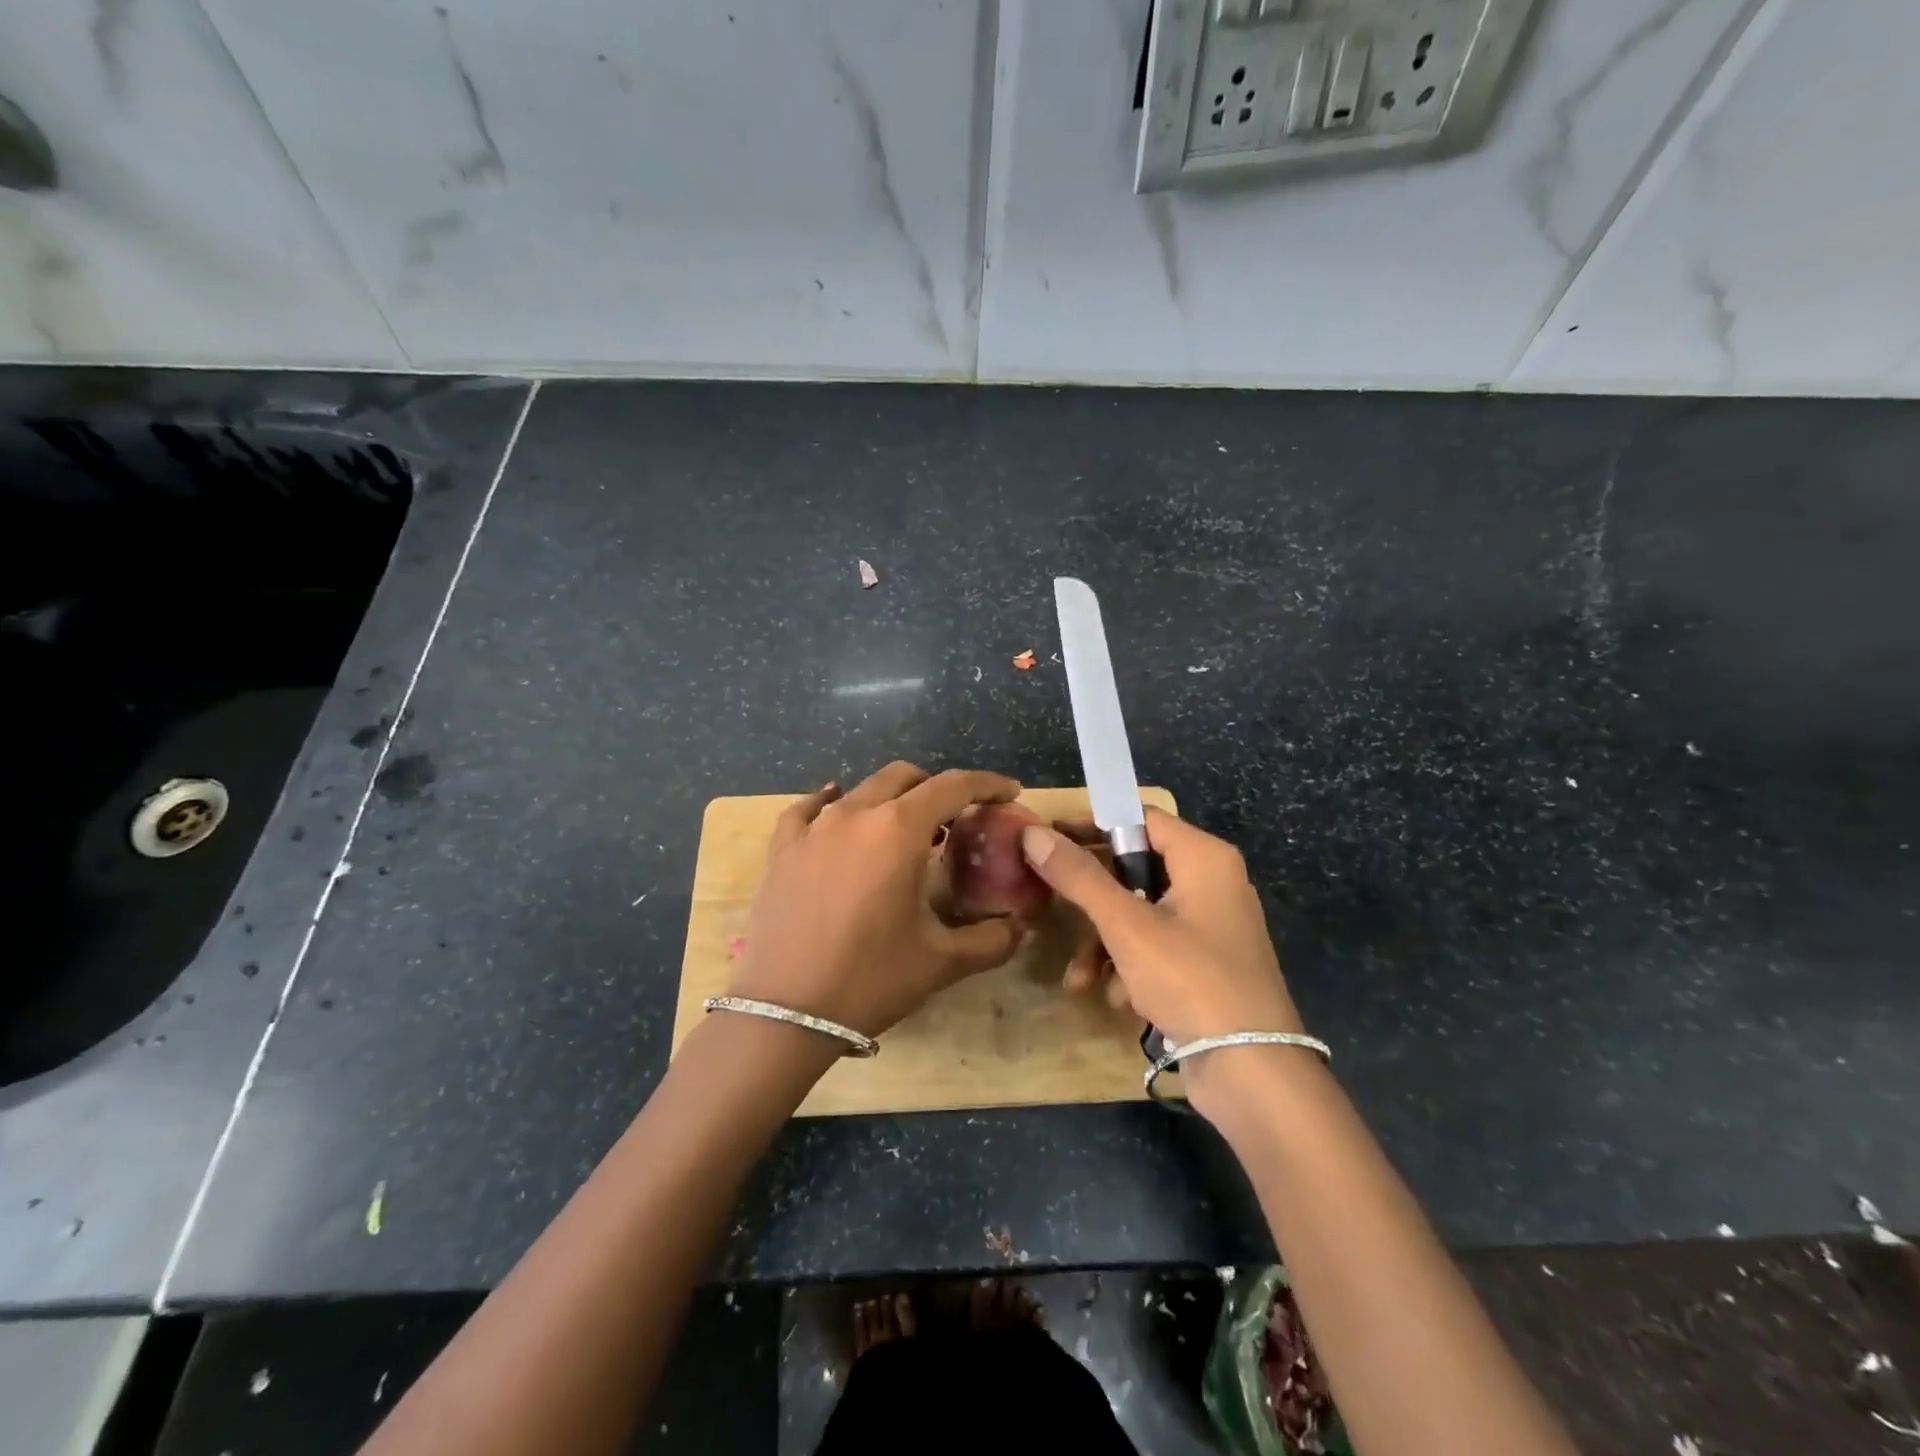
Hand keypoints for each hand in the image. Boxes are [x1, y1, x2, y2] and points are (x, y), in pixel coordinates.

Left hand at [728, 762, 1026, 1037]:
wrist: (785, 1013)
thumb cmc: (870, 980)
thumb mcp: (941, 962)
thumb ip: (991, 939)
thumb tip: (1021, 928)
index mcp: (898, 830)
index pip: (953, 786)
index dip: (987, 783)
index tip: (1009, 791)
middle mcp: (855, 814)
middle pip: (905, 778)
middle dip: (937, 789)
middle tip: (955, 821)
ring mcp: (813, 828)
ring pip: (862, 790)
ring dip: (892, 800)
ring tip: (906, 833)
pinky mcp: (782, 848)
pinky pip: (809, 809)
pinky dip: (832, 803)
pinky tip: (835, 810)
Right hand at [1020, 807, 1302, 1047]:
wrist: (1252, 1072)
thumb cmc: (1190, 980)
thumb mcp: (1126, 925)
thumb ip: (1078, 876)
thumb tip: (1033, 833)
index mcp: (1204, 858)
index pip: (1140, 818)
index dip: (1092, 824)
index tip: (1049, 838)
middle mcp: (1212, 883)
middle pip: (1136, 868)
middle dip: (1092, 899)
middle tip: (1051, 901)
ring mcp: (1211, 926)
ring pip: (1140, 914)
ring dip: (1105, 943)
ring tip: (1080, 979)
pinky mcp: (1207, 964)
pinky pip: (1157, 947)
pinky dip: (1131, 967)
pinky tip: (1119, 1000)